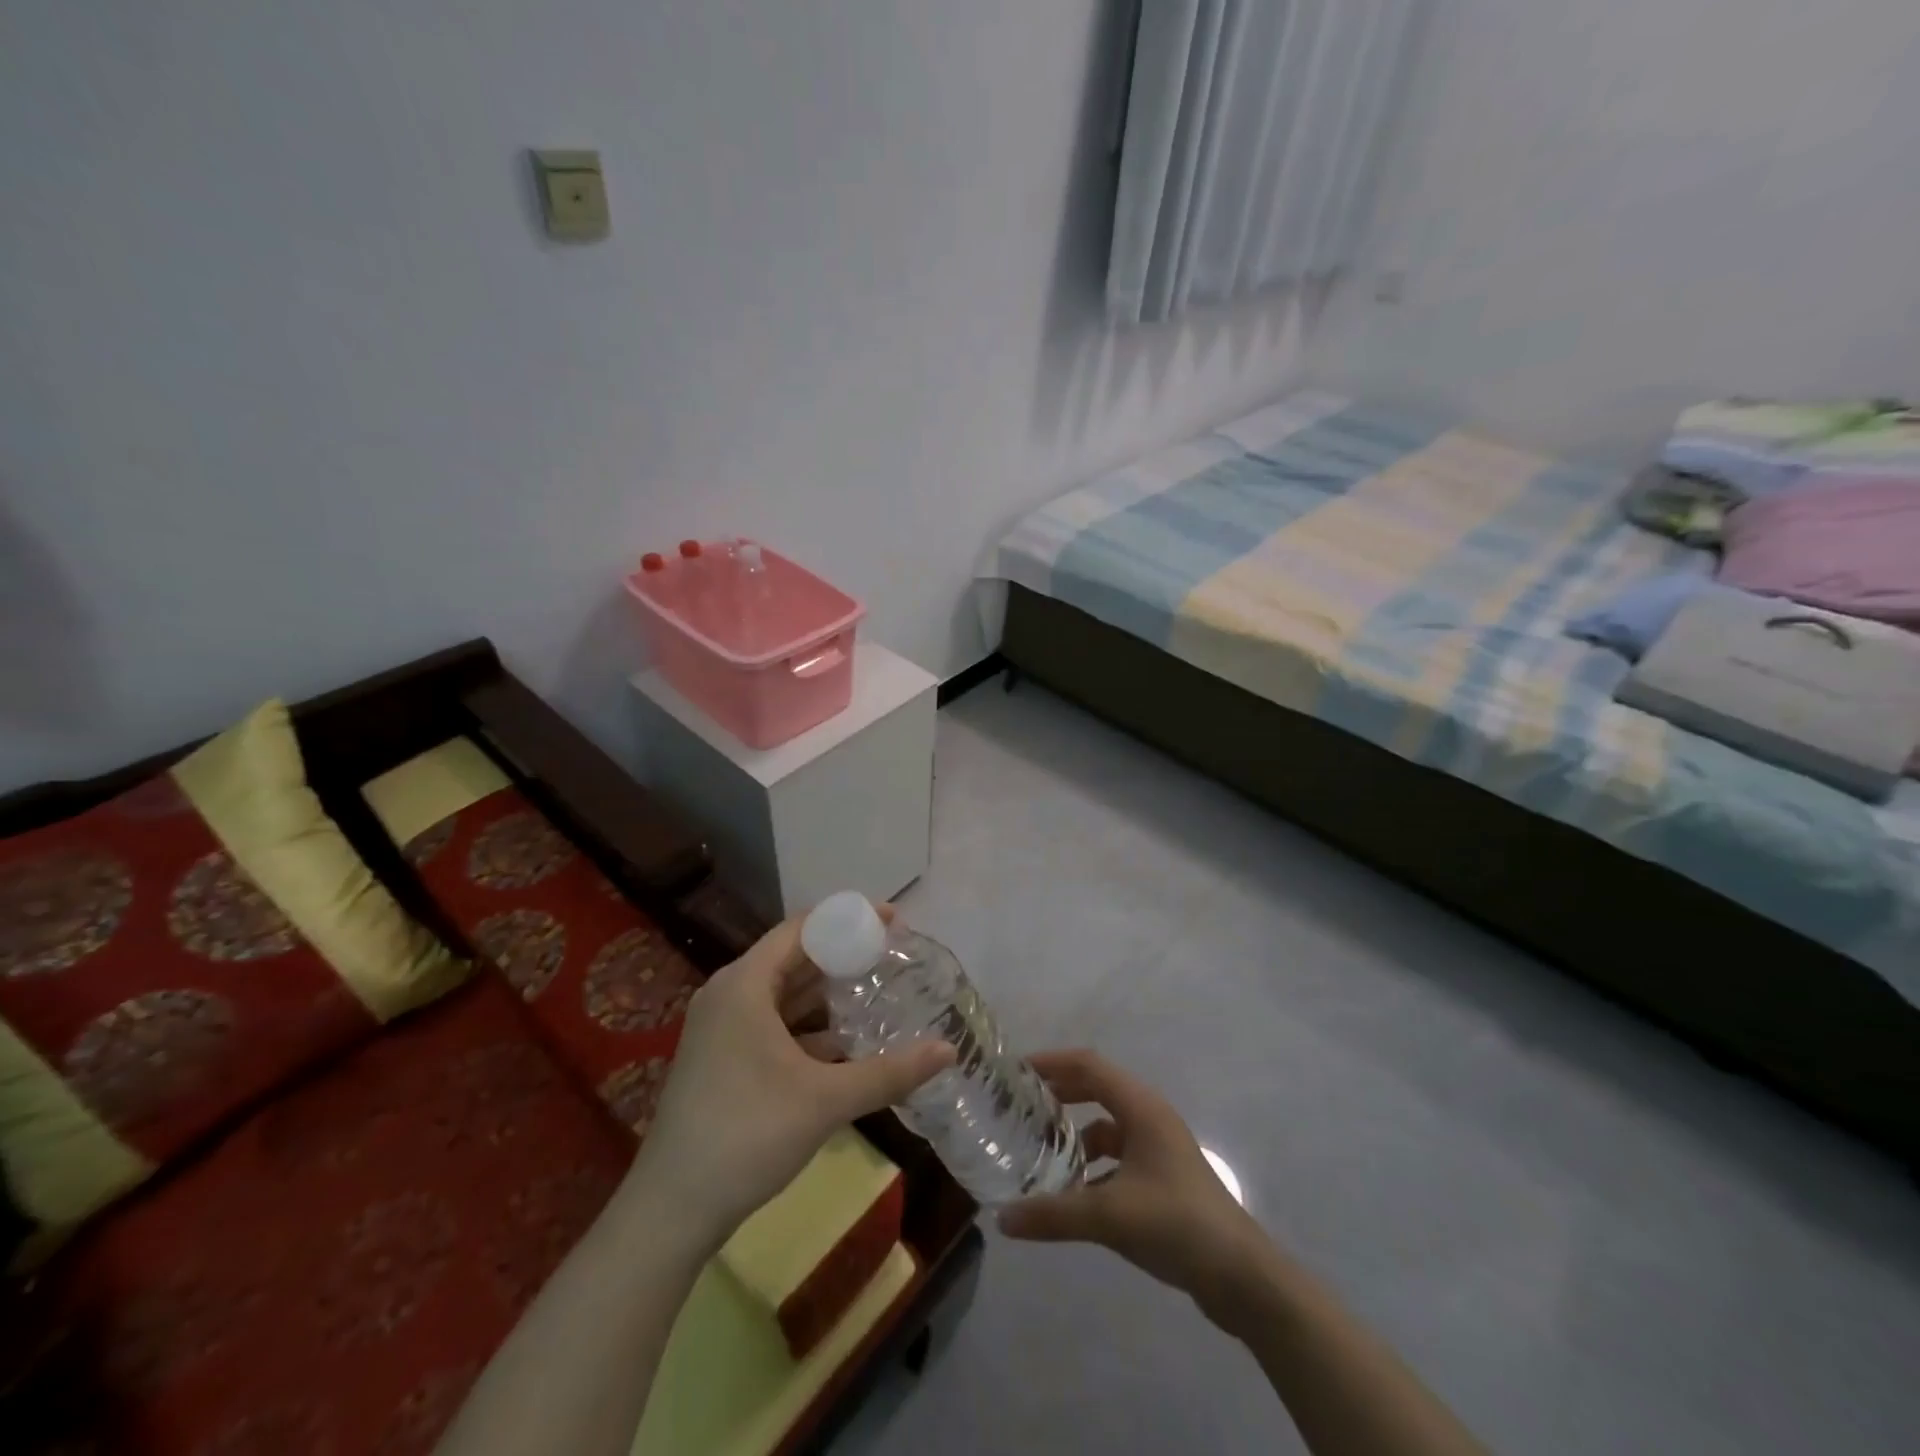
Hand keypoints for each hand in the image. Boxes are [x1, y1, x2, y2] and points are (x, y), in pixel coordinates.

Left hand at [627, 912, 954, 1247]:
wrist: (672, 1210)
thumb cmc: (747, 1134)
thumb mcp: (825, 1100)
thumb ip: (890, 1072)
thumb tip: (949, 1051)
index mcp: (744, 984)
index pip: (802, 929)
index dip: (849, 919)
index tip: (893, 921)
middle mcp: (729, 994)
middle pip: (793, 958)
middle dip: (843, 955)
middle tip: (893, 955)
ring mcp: (722, 1028)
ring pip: (783, 994)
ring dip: (826, 992)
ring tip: (877, 990)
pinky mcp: (722, 1058)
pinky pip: (772, 1023)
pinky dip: (808, 1025)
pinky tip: (845, 1041)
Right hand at [998, 1049, 1268, 1317]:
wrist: (1243, 1277)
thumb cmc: (1177, 1224)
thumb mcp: (1109, 1216)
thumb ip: (1053, 1214)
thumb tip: (1002, 1218)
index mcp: (1141, 1107)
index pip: (1088, 1066)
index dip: (1051, 1063)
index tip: (1015, 1073)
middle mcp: (1150, 1118)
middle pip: (1096, 1089)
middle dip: (1059, 1095)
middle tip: (1020, 1108)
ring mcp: (1159, 1148)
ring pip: (1106, 1127)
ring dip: (1074, 1136)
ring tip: (1039, 1155)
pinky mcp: (1163, 1178)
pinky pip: (1118, 1158)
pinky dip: (1092, 1168)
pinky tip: (1072, 1196)